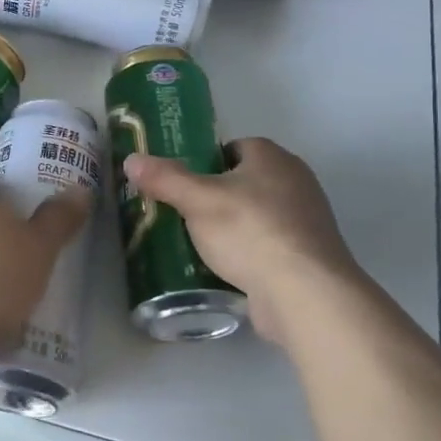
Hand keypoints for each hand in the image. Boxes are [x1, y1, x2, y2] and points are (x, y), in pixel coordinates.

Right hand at [122, 138, 364, 346]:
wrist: (305, 293)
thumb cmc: (250, 232)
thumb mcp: (197, 201)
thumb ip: (164, 179)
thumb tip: (132, 160)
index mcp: (272, 157)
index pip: (231, 147)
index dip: (203, 162)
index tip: (180, 184)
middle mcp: (295, 180)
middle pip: (243, 181)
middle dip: (214, 197)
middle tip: (181, 214)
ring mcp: (306, 220)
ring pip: (255, 215)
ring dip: (230, 227)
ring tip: (196, 244)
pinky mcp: (307, 255)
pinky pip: (268, 245)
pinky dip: (248, 253)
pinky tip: (225, 269)